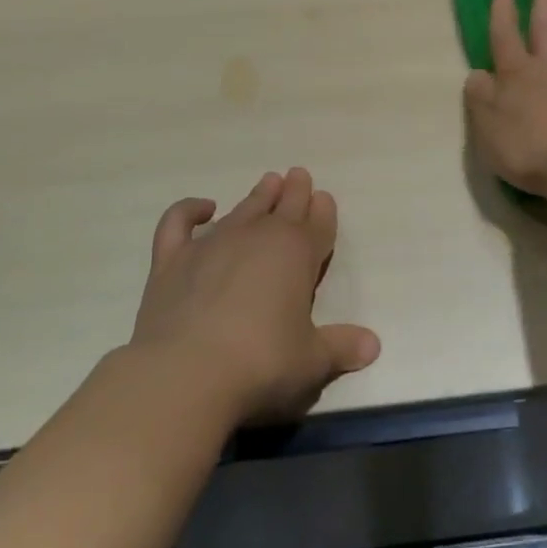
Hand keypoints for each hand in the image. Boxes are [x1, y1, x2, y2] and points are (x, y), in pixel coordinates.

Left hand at [131, 168, 380, 425]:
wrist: (186, 372)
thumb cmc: (261, 363)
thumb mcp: (312, 361)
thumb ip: (341, 347)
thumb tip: (373, 345)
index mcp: (297, 253)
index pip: (317, 224)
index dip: (323, 211)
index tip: (324, 197)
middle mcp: (258, 236)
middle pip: (283, 206)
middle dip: (295, 191)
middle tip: (298, 176)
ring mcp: (213, 243)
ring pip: (243, 208)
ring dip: (258, 195)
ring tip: (268, 183)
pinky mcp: (173, 258)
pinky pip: (180, 221)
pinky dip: (189, 209)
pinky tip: (202, 208)